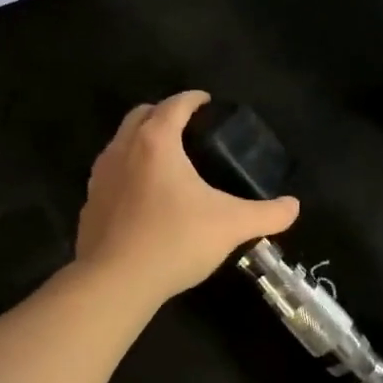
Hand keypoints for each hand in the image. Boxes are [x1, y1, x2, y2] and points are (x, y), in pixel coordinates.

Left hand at [75, 91, 300, 301]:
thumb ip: (267, 214)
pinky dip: (128, 173)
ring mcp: (100, 177)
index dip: (193, 99)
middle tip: (188, 128)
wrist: (115, 282)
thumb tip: (294, 207)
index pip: (175, 105)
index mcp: (156, 142)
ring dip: (142, 141)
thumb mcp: (231, 226)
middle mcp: (122, 150)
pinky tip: (144, 198)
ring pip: (120, 143)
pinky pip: (111, 175)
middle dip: (164, 113)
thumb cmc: (175, 241)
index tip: (208, 102)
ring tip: (167, 161)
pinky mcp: (89, 205)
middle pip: (141, 115)